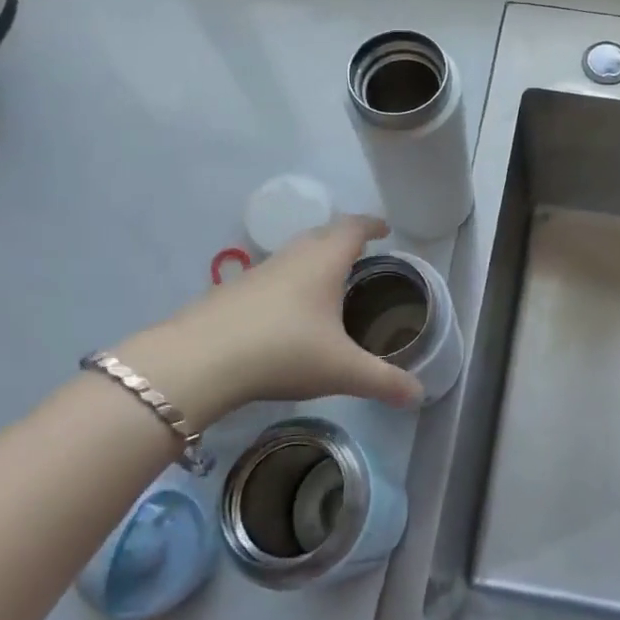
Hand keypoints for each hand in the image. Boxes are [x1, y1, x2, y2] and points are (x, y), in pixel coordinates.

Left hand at [114, 215, 423, 420]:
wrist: (199, 361)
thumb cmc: (283, 351)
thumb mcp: (341, 370)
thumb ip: (383, 381)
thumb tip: (419, 395)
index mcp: (324, 261)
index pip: (353, 227)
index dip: (371, 224)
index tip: (385, 229)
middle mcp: (292, 257)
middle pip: (322, 235)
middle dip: (343, 240)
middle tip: (361, 256)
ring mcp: (258, 272)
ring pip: (293, 255)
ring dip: (313, 261)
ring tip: (327, 284)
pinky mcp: (232, 293)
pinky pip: (271, 277)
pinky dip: (287, 284)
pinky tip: (286, 314)